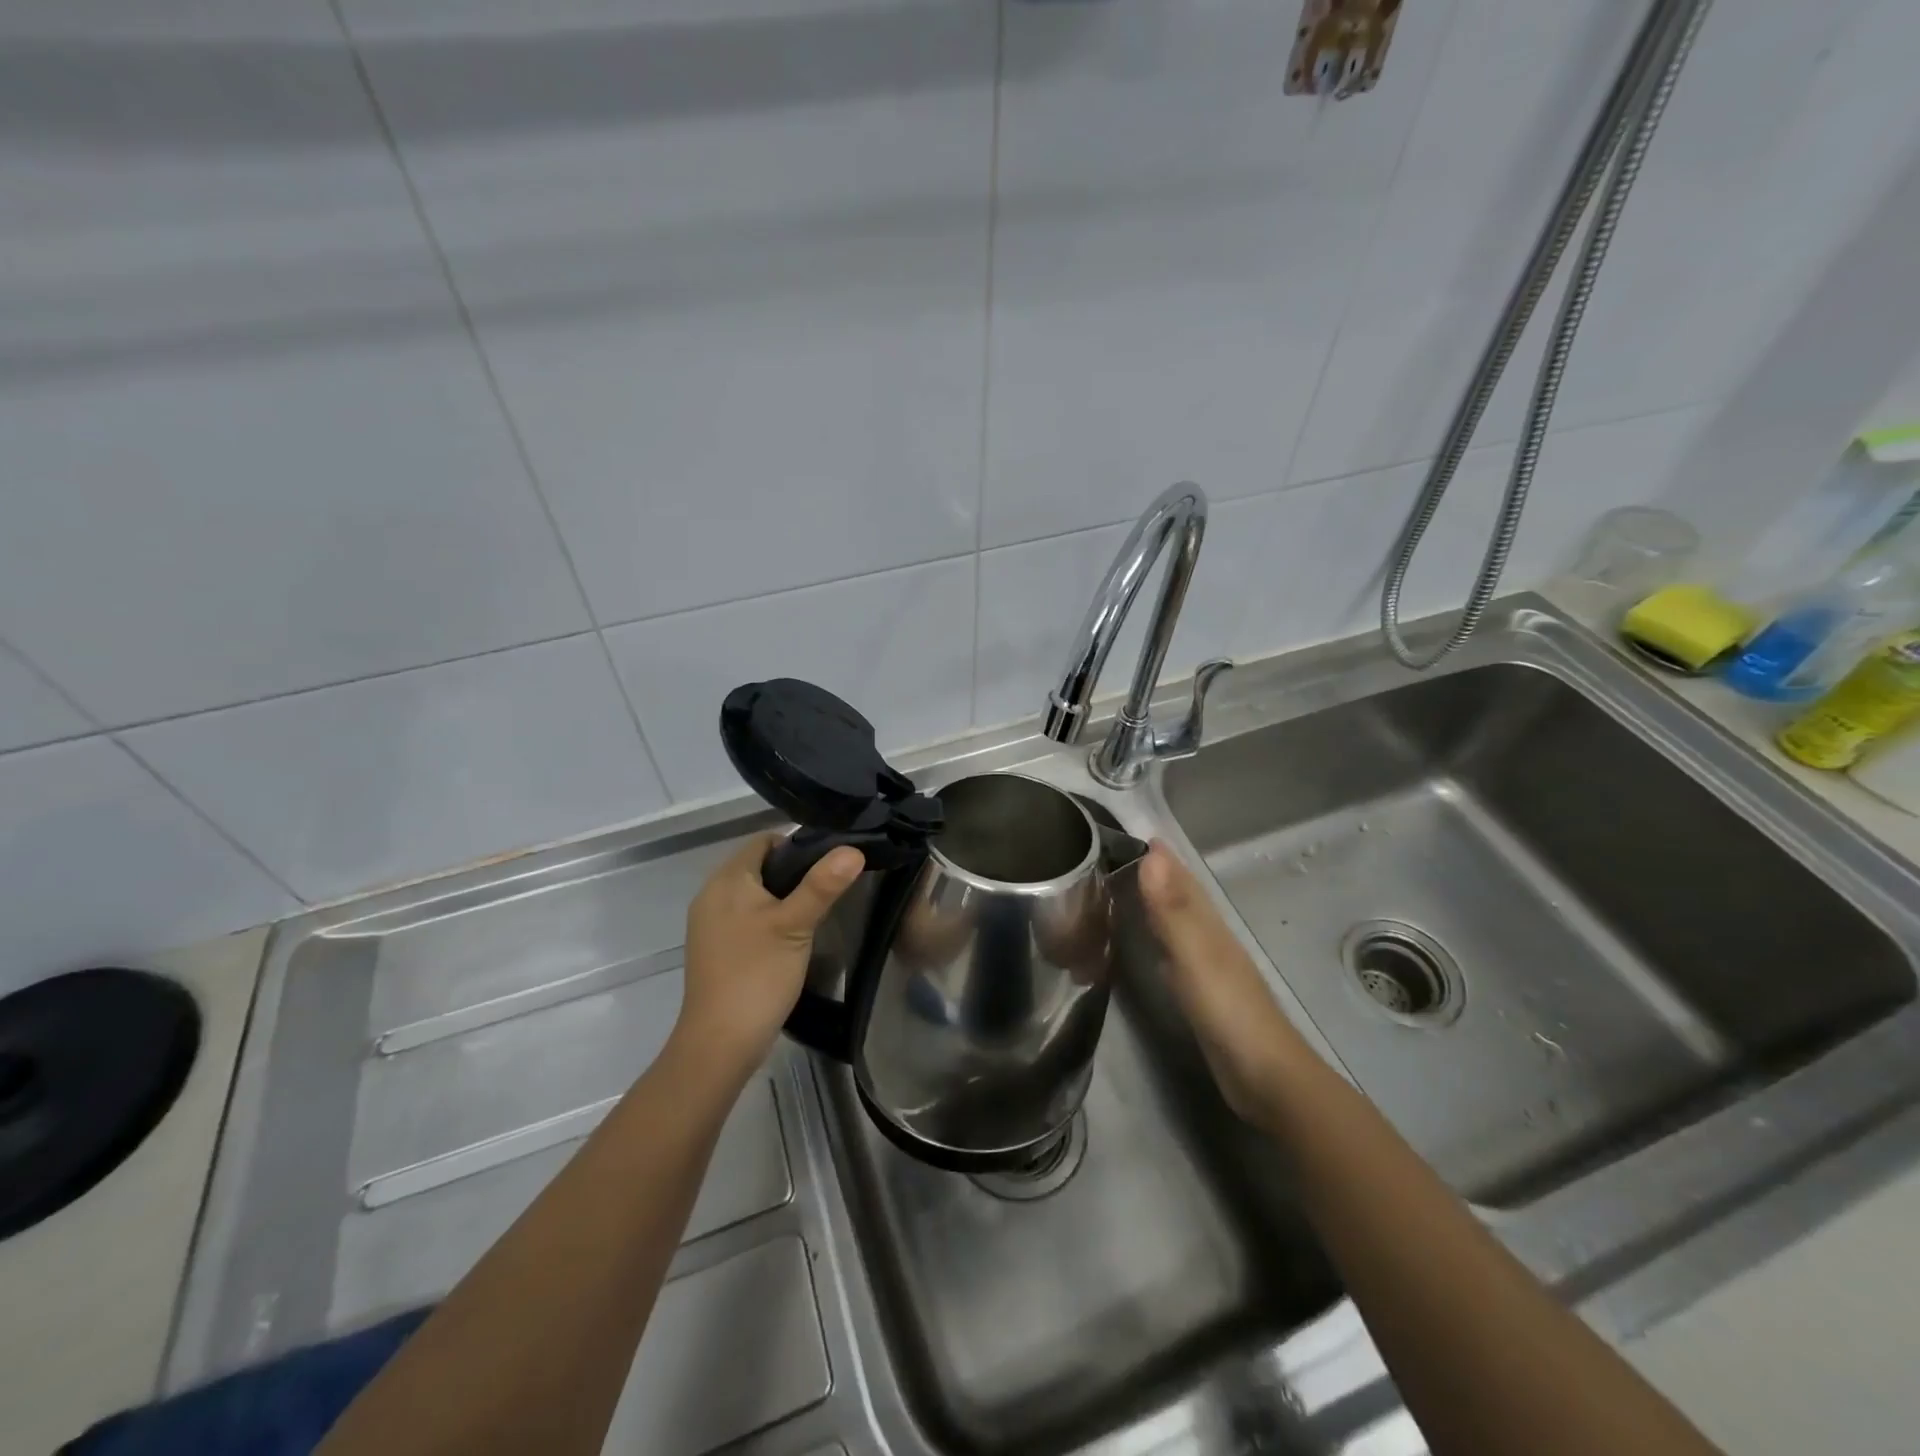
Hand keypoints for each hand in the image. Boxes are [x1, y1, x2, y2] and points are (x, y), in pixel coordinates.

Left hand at [676, 832, 863, 1077]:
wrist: (719, 1043)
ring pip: (754, 894)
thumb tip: (853, 849)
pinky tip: (791, 939)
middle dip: (794, 873)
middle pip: (759, 866)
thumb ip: (823, 885)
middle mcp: (712, 894)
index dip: (798, 845)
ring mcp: (710, 924)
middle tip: (830, 889)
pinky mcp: (715, 949)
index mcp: (727, 880)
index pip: (765, 841)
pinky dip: (768, 919)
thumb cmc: (757, 974)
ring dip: (783, 898)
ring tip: (815, 913)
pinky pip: (745, 918)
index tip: (830, 864)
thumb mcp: (796, 925)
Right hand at [1137, 840, 1308, 1126]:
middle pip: (1182, 898)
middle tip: (1123, 856)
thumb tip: (1153, 853)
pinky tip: (1152, 944)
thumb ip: (1173, 909)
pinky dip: (1161, 939)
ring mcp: (1209, 968)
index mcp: (1209, 926)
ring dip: (1159, 904)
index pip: (1182, 880)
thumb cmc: (1229, 1011)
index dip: (1162, 857)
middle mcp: (1210, 940)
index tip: (1136, 831)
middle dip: (1159, 875)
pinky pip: (1175, 953)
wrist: (1266, 1078)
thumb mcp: (1195, 955)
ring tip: (1130, 888)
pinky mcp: (1203, 996)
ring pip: (1179, 923)